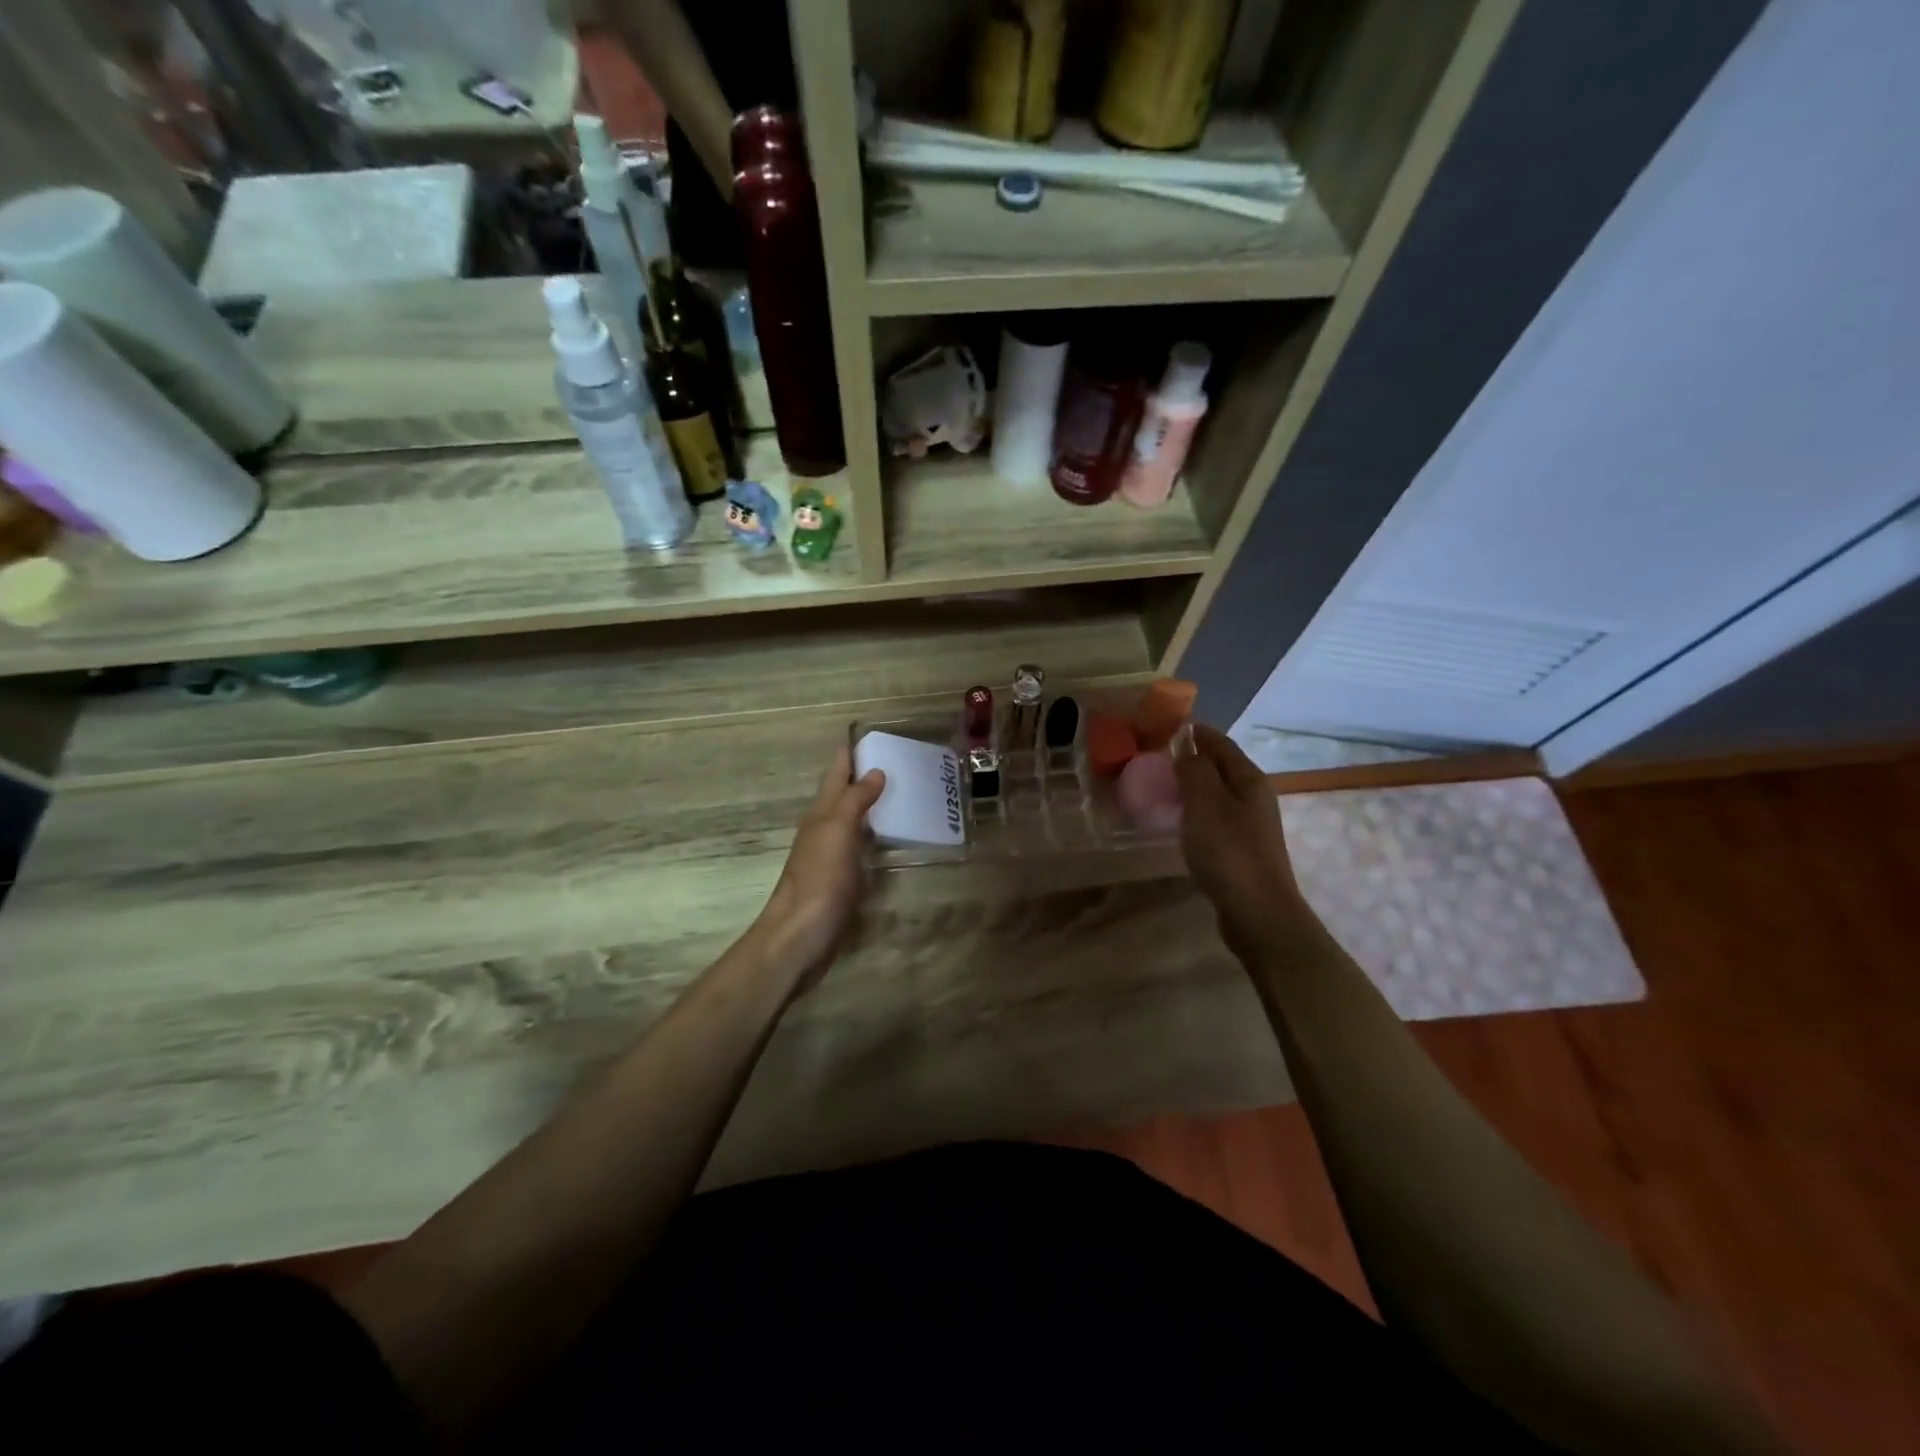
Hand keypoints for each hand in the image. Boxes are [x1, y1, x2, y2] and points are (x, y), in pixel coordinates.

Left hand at [750, 745, 885, 994]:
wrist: (800, 936)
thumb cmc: (819, 880)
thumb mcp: (838, 831)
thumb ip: (855, 800)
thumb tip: (874, 771)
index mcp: (821, 814)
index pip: (835, 774)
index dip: (848, 755)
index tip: (865, 734)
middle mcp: (823, 830)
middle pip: (842, 796)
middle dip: (861, 777)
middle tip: (894, 761)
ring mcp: (831, 858)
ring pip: (850, 822)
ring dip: (868, 807)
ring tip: (898, 795)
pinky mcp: (840, 882)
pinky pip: (859, 849)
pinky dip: (873, 837)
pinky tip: (887, 841)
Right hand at [1174, 723, 1321, 958]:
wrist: (1257, 912)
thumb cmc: (1228, 852)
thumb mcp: (1204, 803)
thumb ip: (1194, 770)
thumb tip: (1186, 751)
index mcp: (1250, 780)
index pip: (1221, 743)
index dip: (1197, 732)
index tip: (1169, 725)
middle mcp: (1255, 798)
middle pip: (1222, 767)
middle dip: (1194, 758)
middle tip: (1159, 757)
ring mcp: (1251, 826)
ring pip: (1218, 794)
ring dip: (1194, 786)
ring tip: (1164, 786)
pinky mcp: (1242, 850)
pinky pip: (1215, 818)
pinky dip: (1196, 811)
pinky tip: (1180, 822)